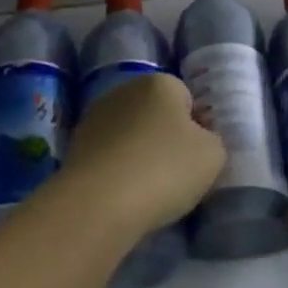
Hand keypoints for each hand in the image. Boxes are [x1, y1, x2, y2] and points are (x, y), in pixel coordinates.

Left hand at [63, 74, 225, 237]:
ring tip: (148, 189)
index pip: (187, 98)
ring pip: (130, 134)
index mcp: (159, 83)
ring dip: (139, 153)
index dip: (196, 127)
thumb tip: (198, 140)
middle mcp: (124, 90)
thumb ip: (213, 141)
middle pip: (155, 113)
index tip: (197, 156)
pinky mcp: (75, 146)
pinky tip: (123, 194)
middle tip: (176, 173)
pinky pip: (109, 155)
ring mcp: (95, 117)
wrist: (98, 203)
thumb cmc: (164, 169)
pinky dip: (117, 169)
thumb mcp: (213, 156)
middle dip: (165, 137)